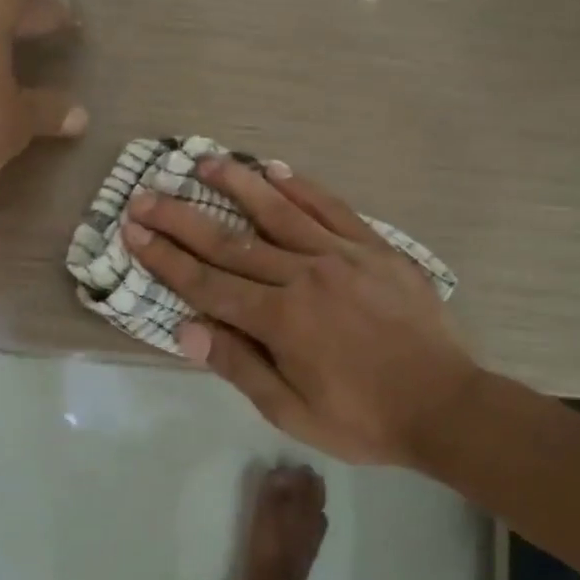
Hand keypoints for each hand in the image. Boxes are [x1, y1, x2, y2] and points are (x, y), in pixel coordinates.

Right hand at [123, 158, 480, 464]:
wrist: (446, 404)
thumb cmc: (364, 418)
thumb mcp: (293, 412)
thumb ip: (240, 366)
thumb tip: (186, 329)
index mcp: (281, 320)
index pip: (208, 283)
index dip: (166, 258)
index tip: (133, 231)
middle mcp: (305, 276)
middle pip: (232, 242)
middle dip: (183, 218)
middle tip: (146, 194)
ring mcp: (343, 256)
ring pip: (280, 212)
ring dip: (238, 185)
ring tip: (206, 161)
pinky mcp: (375, 248)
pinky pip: (333, 209)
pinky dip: (302, 187)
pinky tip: (278, 170)